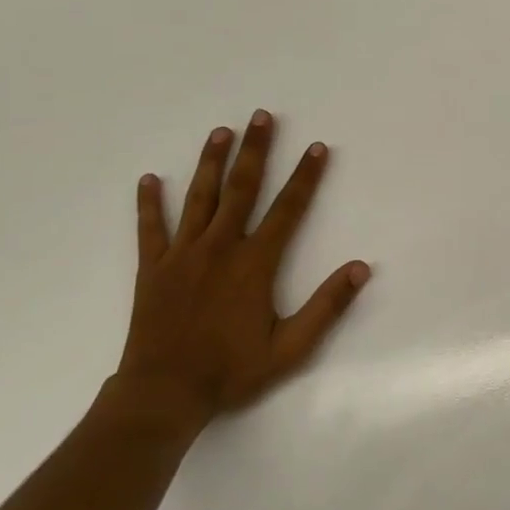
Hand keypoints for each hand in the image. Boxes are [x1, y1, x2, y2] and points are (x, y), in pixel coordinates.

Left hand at [107, 109, 369, 437]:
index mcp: (255, 263)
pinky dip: (149, 203)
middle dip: (255, 150)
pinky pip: (150, 228)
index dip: (305, 177)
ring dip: (211, 162)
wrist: (164, 393)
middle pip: (241, 189)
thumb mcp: (291, 347)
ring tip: (221, 131)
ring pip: (199, 198)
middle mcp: (219, 247)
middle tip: (261, 116)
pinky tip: (149, 179)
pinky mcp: (152, 268)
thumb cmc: (232, 371)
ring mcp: (182, 255)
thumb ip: (327, 306)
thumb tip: (360, 268)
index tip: (317, 148)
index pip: (287, 209)